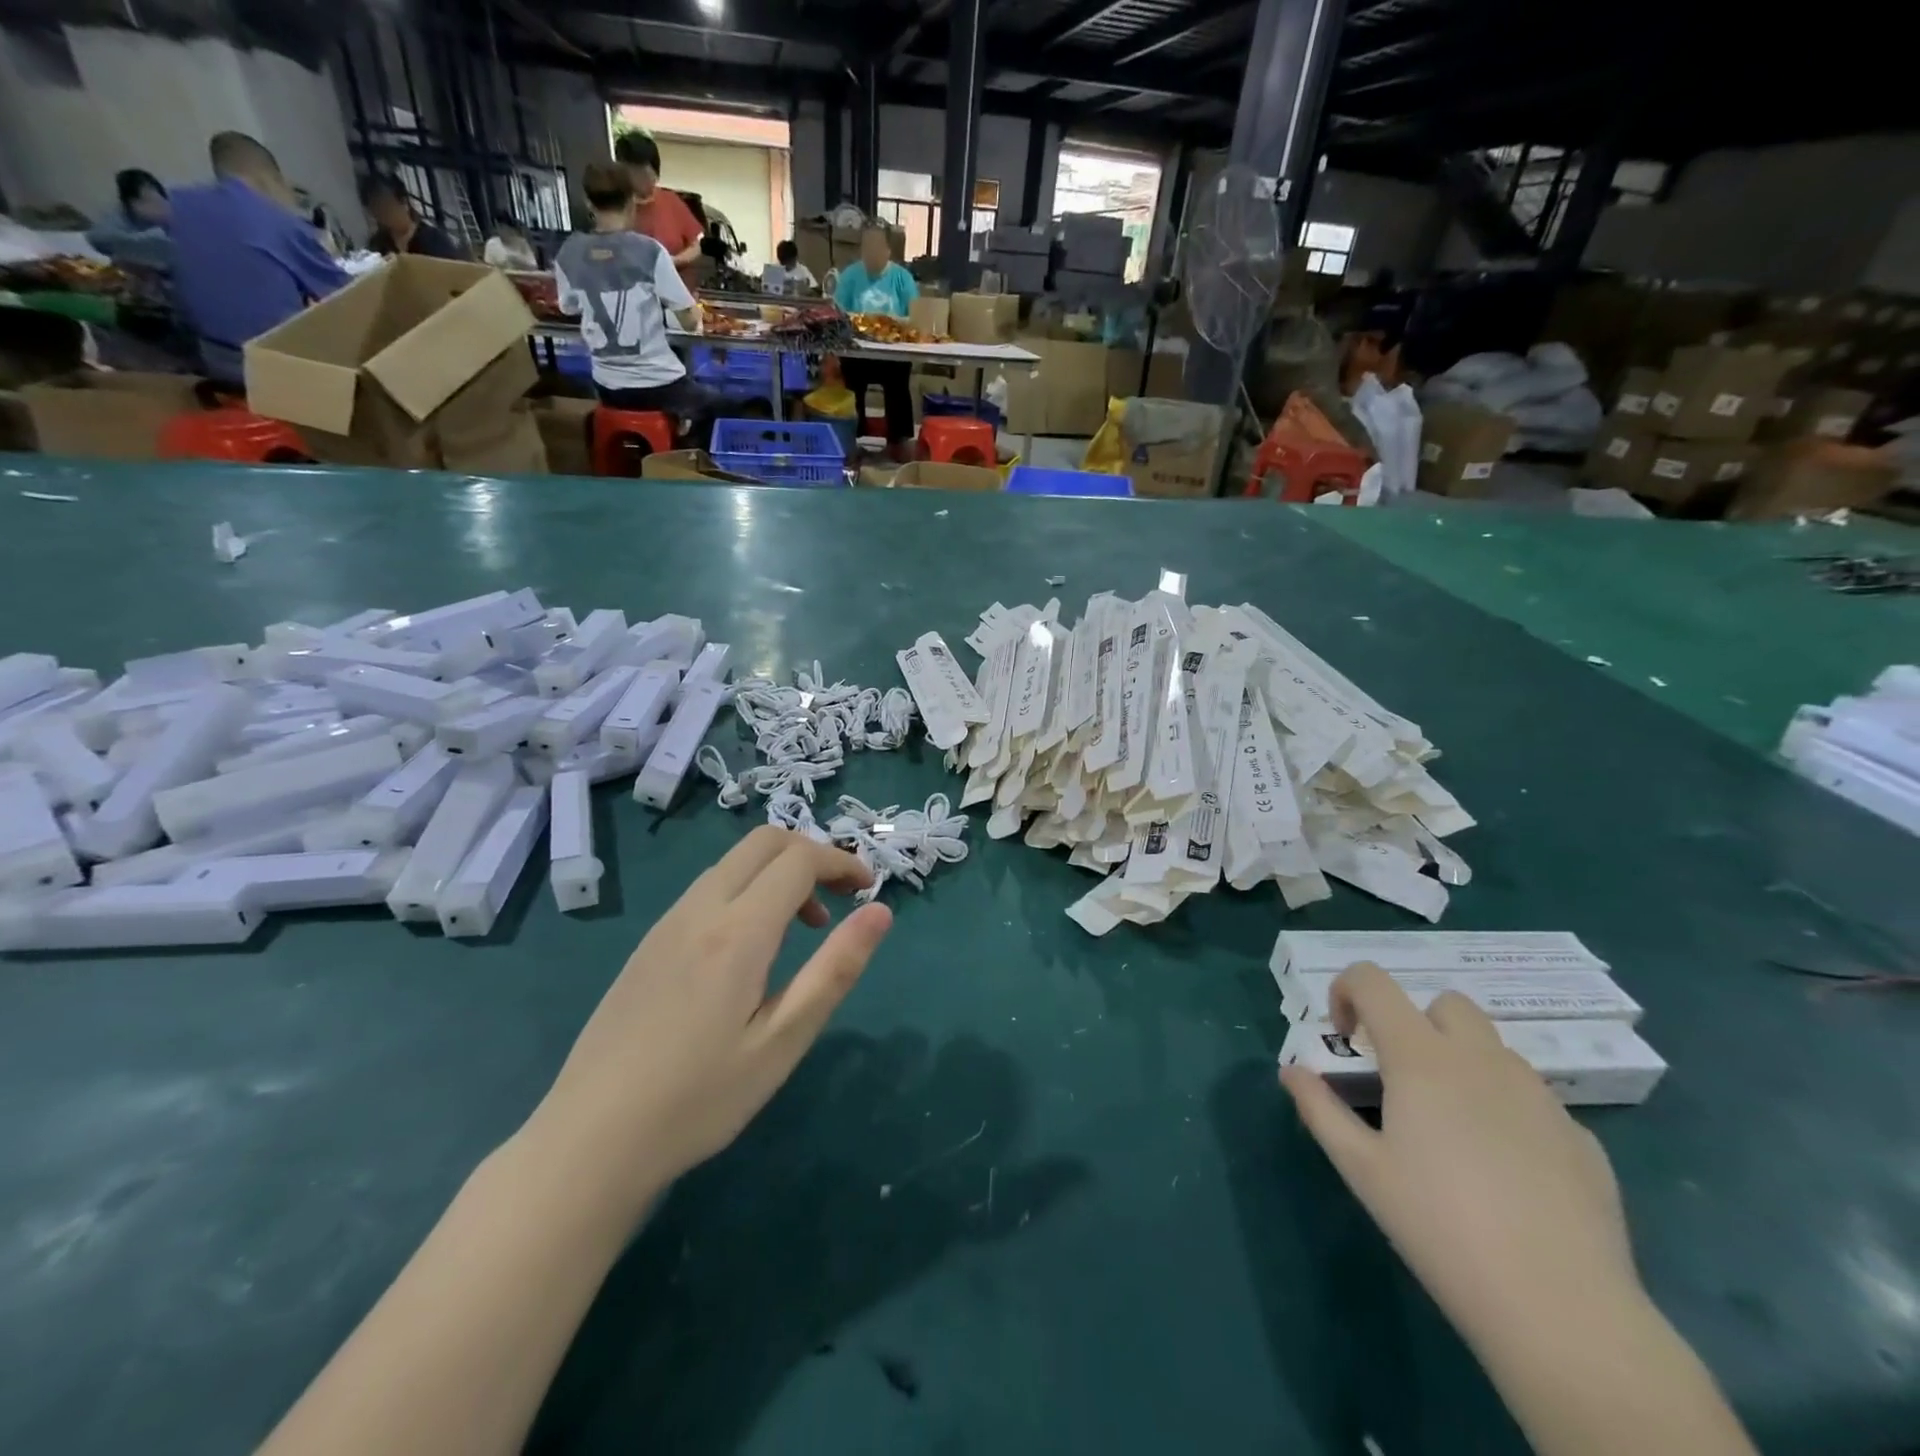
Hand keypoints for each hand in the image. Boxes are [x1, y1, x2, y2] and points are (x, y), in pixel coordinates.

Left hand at [528, 828, 892, 1217]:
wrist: (589, 1141)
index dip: (842, 862)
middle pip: (764, 842)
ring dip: (778, 872)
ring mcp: (668, 923)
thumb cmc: (700, 1098)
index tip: (869, 890)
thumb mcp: (783, 1041)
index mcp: (737, 931)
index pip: (800, 859)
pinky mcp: (649, 943)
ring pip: (734, 862)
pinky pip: (709, 888)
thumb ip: (835, 969)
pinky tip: (751, 949)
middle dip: (812, 853)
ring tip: (803, 928)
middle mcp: (700, 910)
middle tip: (840, 897)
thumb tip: (881, 912)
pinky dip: (747, 890)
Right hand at [1279, 963, 1640, 1355]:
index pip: (1373, 981)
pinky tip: (1504, 1173)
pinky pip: (1532, 1100)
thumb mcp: (1361, 1168)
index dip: (1347, 992)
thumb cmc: (1439, 1226)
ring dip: (1462, 1064)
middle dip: (1414, 1023)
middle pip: (1445, 1004)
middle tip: (1401, 1080)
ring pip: (1493, 1050)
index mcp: (1422, 1058)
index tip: (1345, 1038)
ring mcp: (1540, 1096)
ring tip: (1452, 1129)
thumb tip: (1291, 1071)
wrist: (1561, 1309)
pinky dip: (1506, 1111)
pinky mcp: (1581, 1138)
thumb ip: (1319, 1108)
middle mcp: (1483, 1060)